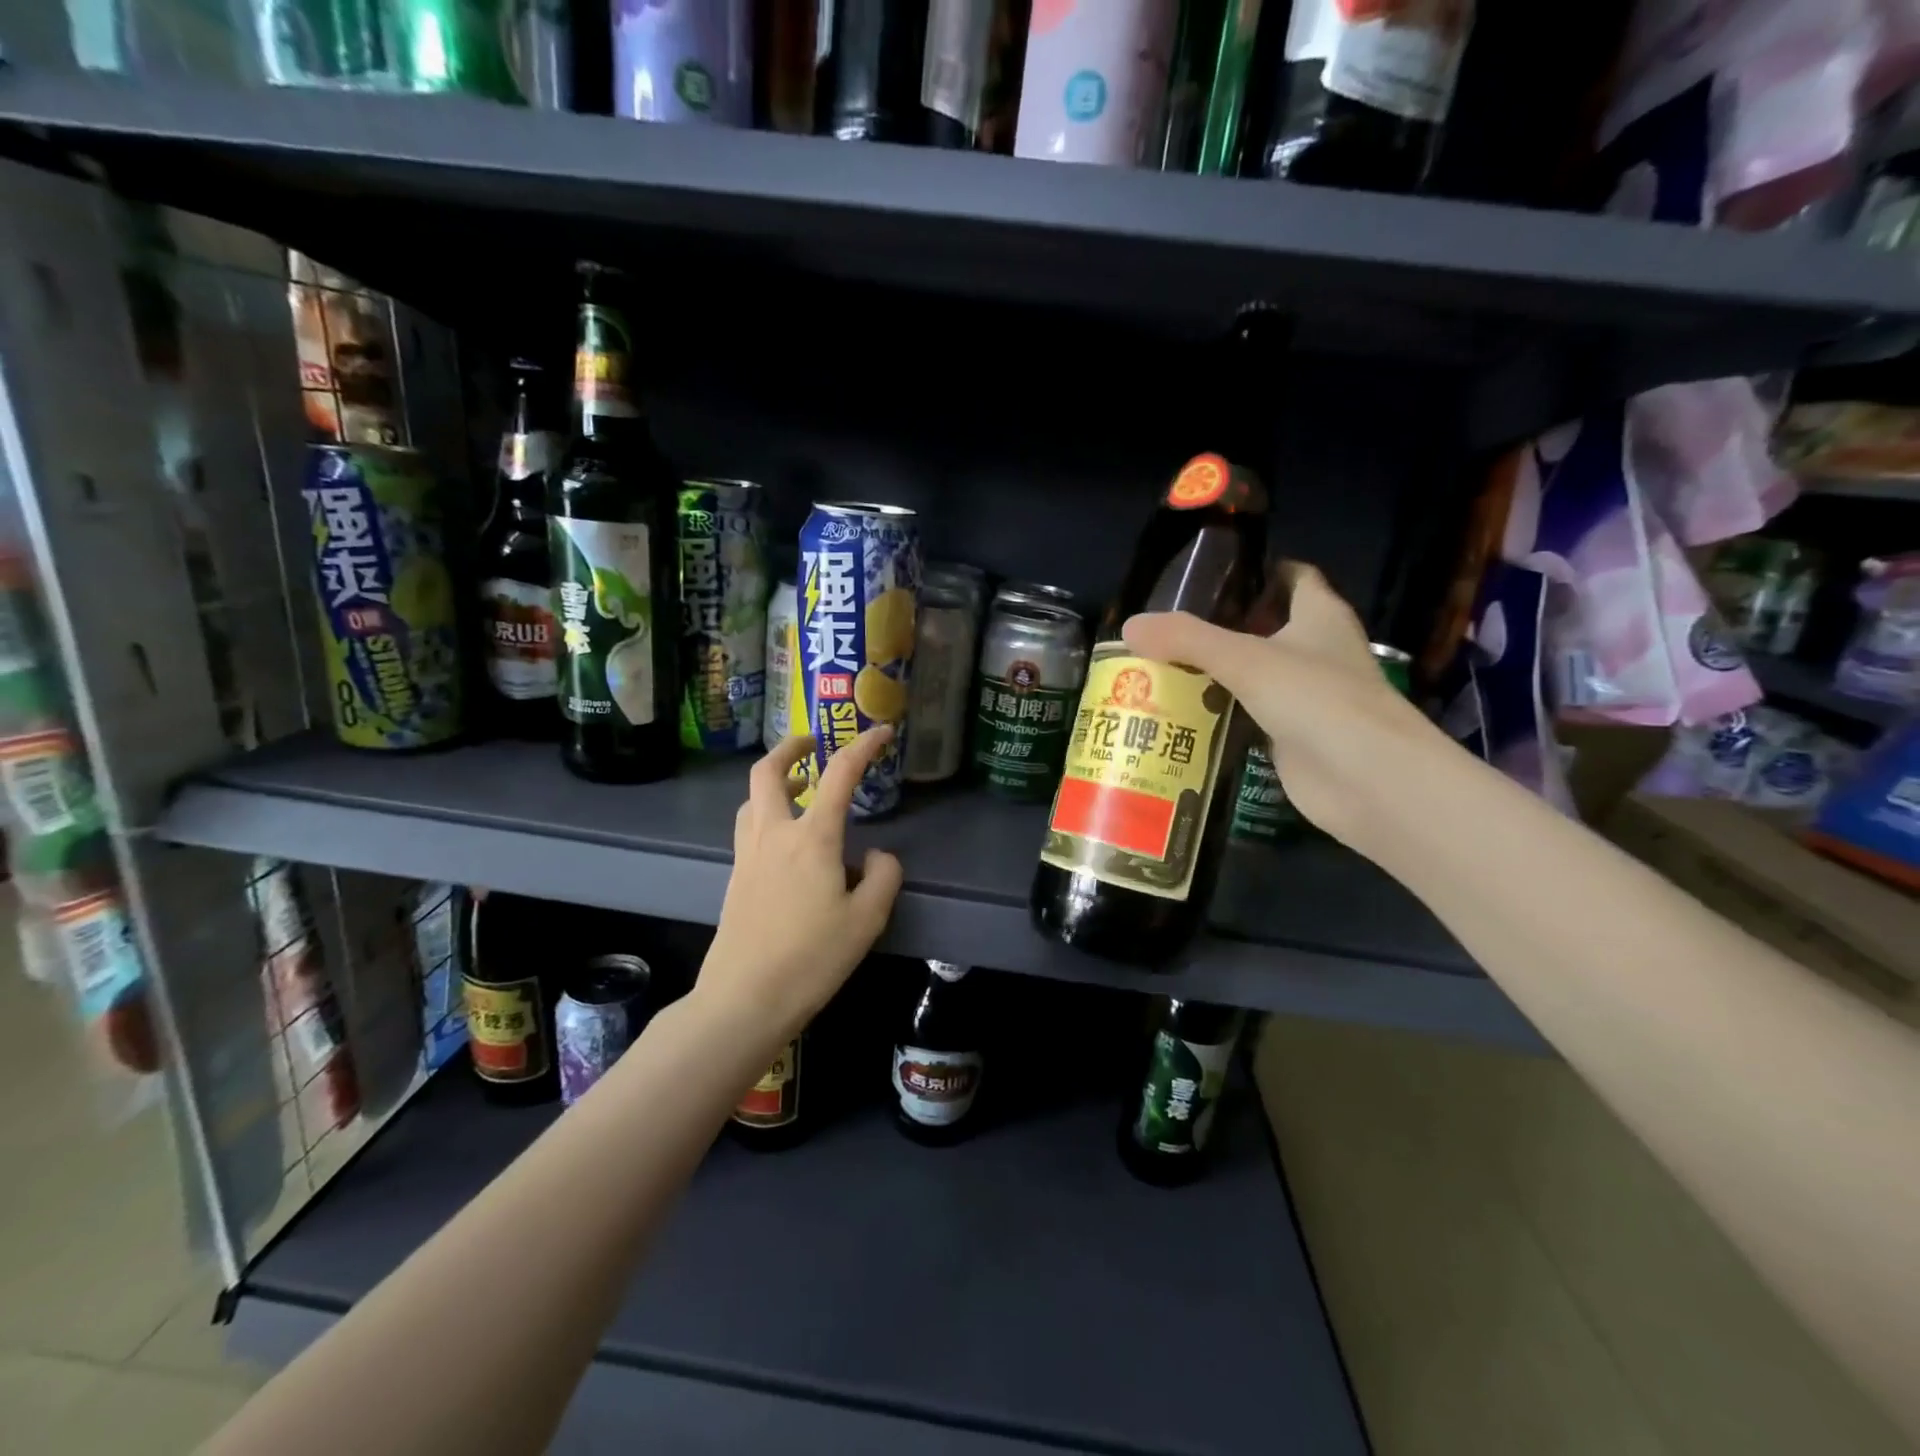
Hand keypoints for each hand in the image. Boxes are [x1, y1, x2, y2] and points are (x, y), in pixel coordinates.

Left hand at [697, 727, 904, 1040]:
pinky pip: (749, 826)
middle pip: (768, 771)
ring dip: (775, 781)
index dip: (862, 747)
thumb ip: (882, 877)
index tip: (881, 732)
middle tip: (813, 744)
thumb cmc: (812, 958)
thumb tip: (876, 855)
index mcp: (812, 837)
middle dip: (791, 747)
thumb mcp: (867, 920)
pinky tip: (787, 840)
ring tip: (802, 791)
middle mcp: (774, 834)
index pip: (839, 775)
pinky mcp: (735, 877)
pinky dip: (767, 812)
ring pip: (753, 798)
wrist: (745, 998)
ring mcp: (747, 854)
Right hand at [1122, 563, 1437, 849]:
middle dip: (1218, 627)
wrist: (1366, 780)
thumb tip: (1129, 626)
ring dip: (1212, 674)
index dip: (1258, 571)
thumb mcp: (1244, 659)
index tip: (1210, 575)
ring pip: (1252, 676)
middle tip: (1164, 629)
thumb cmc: (1317, 699)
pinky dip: (1218, 715)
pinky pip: (1246, 717)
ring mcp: (1305, 698)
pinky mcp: (1290, 738)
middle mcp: (1316, 652)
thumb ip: (1186, 640)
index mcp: (1319, 617)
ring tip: (1157, 669)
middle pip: (1264, 628)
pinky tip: (1178, 716)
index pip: (1293, 578)